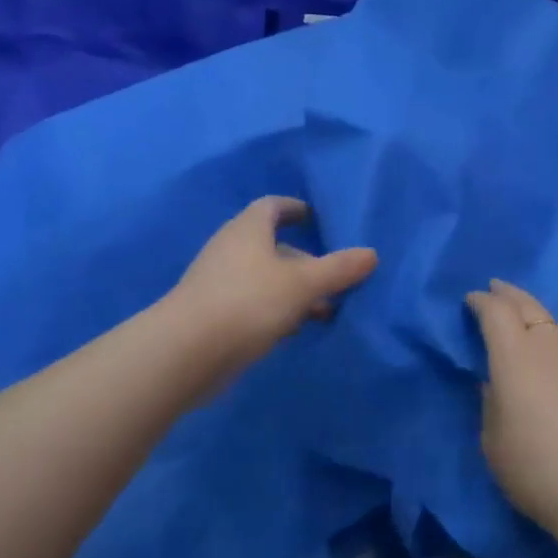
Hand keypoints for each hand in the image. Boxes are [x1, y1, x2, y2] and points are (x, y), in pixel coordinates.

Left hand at [172, 197, 377, 371]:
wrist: (185, 351)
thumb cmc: (247, 302)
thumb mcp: (301, 284)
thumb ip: (337, 269)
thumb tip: (371, 253)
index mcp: (248, 229)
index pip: (272, 206)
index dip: (294, 208)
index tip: (314, 217)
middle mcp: (231, 249)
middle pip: (272, 245)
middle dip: (304, 259)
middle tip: (334, 277)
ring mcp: (219, 282)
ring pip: (264, 278)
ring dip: (293, 290)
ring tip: (324, 310)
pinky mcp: (213, 313)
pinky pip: (252, 302)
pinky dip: (275, 309)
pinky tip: (293, 329)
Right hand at [466, 280, 557, 534]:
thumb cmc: (535, 470)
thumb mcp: (492, 440)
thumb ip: (492, 401)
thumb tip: (497, 382)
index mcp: (516, 357)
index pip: (495, 312)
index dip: (481, 301)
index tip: (472, 300)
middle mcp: (552, 347)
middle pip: (529, 306)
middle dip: (509, 294)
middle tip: (497, 289)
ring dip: (538, 320)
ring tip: (529, 326)